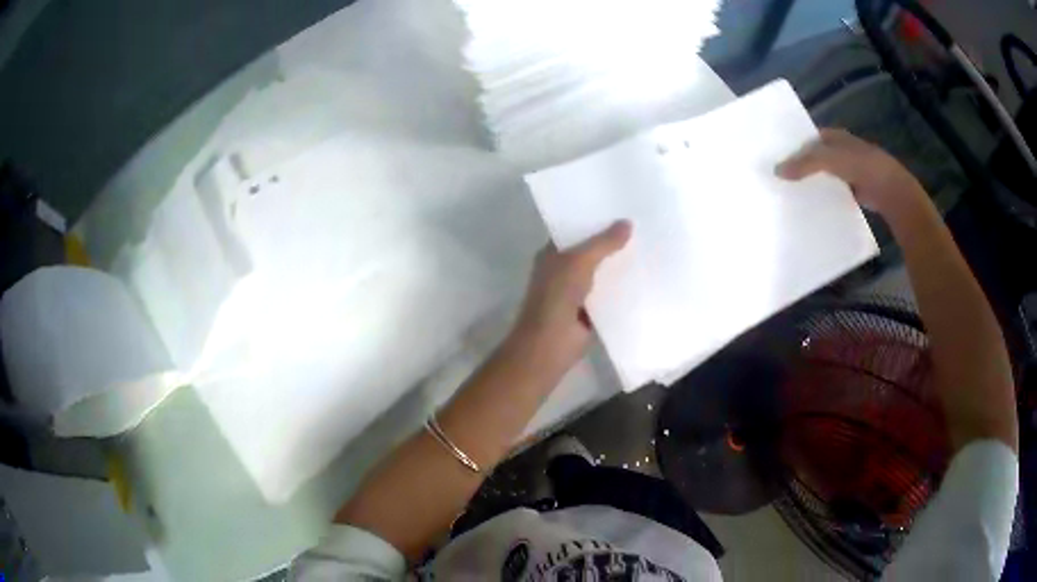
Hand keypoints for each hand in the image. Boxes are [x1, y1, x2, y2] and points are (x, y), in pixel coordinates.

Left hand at [507, 221, 632, 374]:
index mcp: (552, 254)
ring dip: (620, 265)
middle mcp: (563, 270)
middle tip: (642, 224)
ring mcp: (577, 291)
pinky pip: (610, 294)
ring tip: (649, 246)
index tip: (619, 207)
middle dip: (612, 241)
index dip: (593, 220)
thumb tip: (628, 223)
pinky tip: (647, 276)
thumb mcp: (579, 261)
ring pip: (602, 273)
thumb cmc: (557, 296)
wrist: (551, 343)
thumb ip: (603, 243)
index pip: (574, 230)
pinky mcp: (591, 311)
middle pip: (591, 251)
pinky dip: (624, 288)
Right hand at [776, 128, 925, 218]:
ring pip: (822, 175)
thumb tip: (776, 171)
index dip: (792, 145)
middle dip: (799, 165)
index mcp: (834, 136)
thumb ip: (804, 163)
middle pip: (814, 157)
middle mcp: (840, 151)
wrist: (890, 191)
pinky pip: (832, 192)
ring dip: (810, 183)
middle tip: (777, 177)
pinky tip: (810, 206)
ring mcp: (847, 172)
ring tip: (789, 193)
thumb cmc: (861, 166)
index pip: (807, 138)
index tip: (775, 157)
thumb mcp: (829, 159)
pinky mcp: (852, 191)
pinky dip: (822, 197)